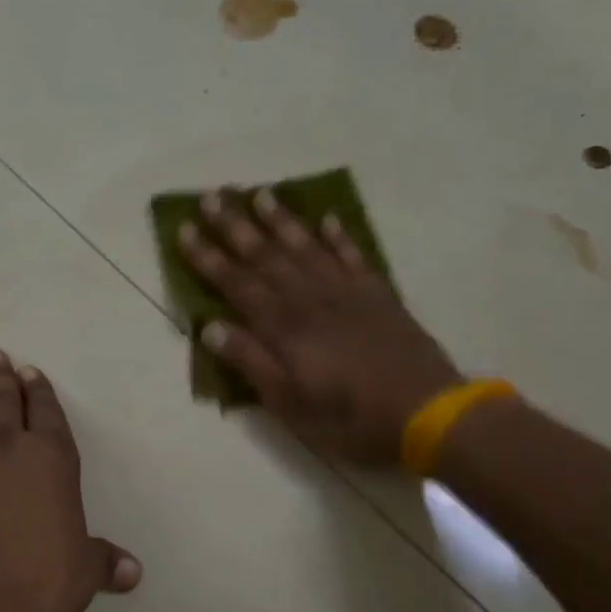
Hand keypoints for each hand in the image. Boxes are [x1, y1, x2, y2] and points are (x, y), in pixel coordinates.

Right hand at [178, 188, 462, 465]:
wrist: (427, 412)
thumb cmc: (349, 418)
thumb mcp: (289, 403)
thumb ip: (251, 362)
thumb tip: (210, 328)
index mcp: (284, 327)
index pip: (236, 283)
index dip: (208, 257)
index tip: (184, 229)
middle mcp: (310, 298)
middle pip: (266, 255)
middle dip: (235, 226)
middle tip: (211, 196)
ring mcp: (347, 292)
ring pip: (306, 246)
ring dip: (280, 220)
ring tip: (259, 193)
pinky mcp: (378, 295)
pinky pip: (353, 256)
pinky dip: (338, 236)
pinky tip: (327, 219)